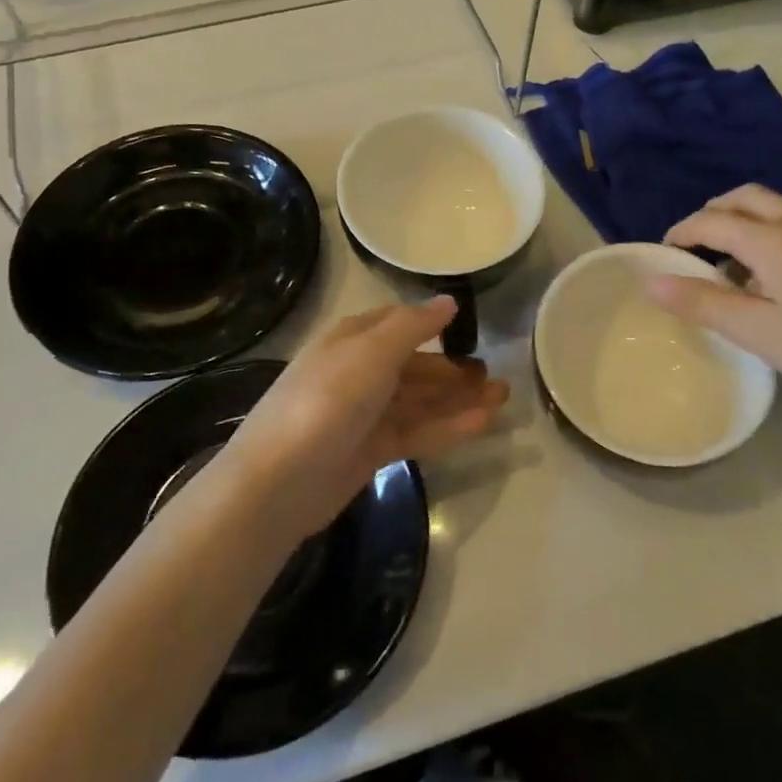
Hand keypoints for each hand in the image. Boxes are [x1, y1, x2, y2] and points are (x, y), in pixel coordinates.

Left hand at [224, 298, 508, 539]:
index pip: (397, 323)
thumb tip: (448, 301)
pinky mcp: (371, 450)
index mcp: (352, 340)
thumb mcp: (372, 352)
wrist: (280, 481)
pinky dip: (448, 426)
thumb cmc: (328, 400)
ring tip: (501, 399)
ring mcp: (364, 414)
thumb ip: (413, 325)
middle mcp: (358, 372)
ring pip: (420, 401)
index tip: (470, 331)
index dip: (432, 325)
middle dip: (453, 370)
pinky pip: (417, 431)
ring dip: (459, 399)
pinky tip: (482, 424)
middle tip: (495, 378)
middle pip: (414, 366)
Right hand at [647, 185, 781, 424]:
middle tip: (692, 248)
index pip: (712, 221)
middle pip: (744, 199)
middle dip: (711, 214)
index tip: (661, 254)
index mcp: (773, 240)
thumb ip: (701, 303)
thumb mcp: (756, 331)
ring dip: (740, 223)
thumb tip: (650, 281)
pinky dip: (765, 234)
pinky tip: (768, 277)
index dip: (681, 233)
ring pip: (771, 208)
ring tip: (725, 266)